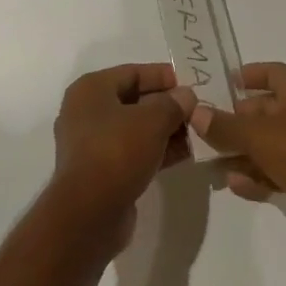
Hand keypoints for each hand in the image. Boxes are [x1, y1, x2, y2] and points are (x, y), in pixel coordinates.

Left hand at [50, 63, 196, 248]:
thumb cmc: (117, 152)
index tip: (192, 83)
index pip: (132, 72)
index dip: (163, 76)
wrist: (89, 213)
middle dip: (167, 104)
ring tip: (199, 132)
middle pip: (134, 100)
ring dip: (166, 129)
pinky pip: (133, 151)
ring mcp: (92, 143)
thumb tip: (186, 96)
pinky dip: (157, 150)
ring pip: (135, 128)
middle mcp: (87, 112)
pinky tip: (185, 154)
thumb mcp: (152, 120)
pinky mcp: (101, 171)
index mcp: (91, 89)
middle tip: (199, 109)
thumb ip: (172, 103)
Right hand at [189, 63, 285, 254]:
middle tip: (204, 129)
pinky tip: (235, 185)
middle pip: (266, 110)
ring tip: (212, 162)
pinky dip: (259, 174)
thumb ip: (225, 125)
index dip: (247, 76)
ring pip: (270, 143)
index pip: (271, 72)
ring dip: (243, 151)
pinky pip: (280, 169)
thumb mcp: (259, 136)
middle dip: (236, 120)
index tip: (220, 83)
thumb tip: (195, 112)